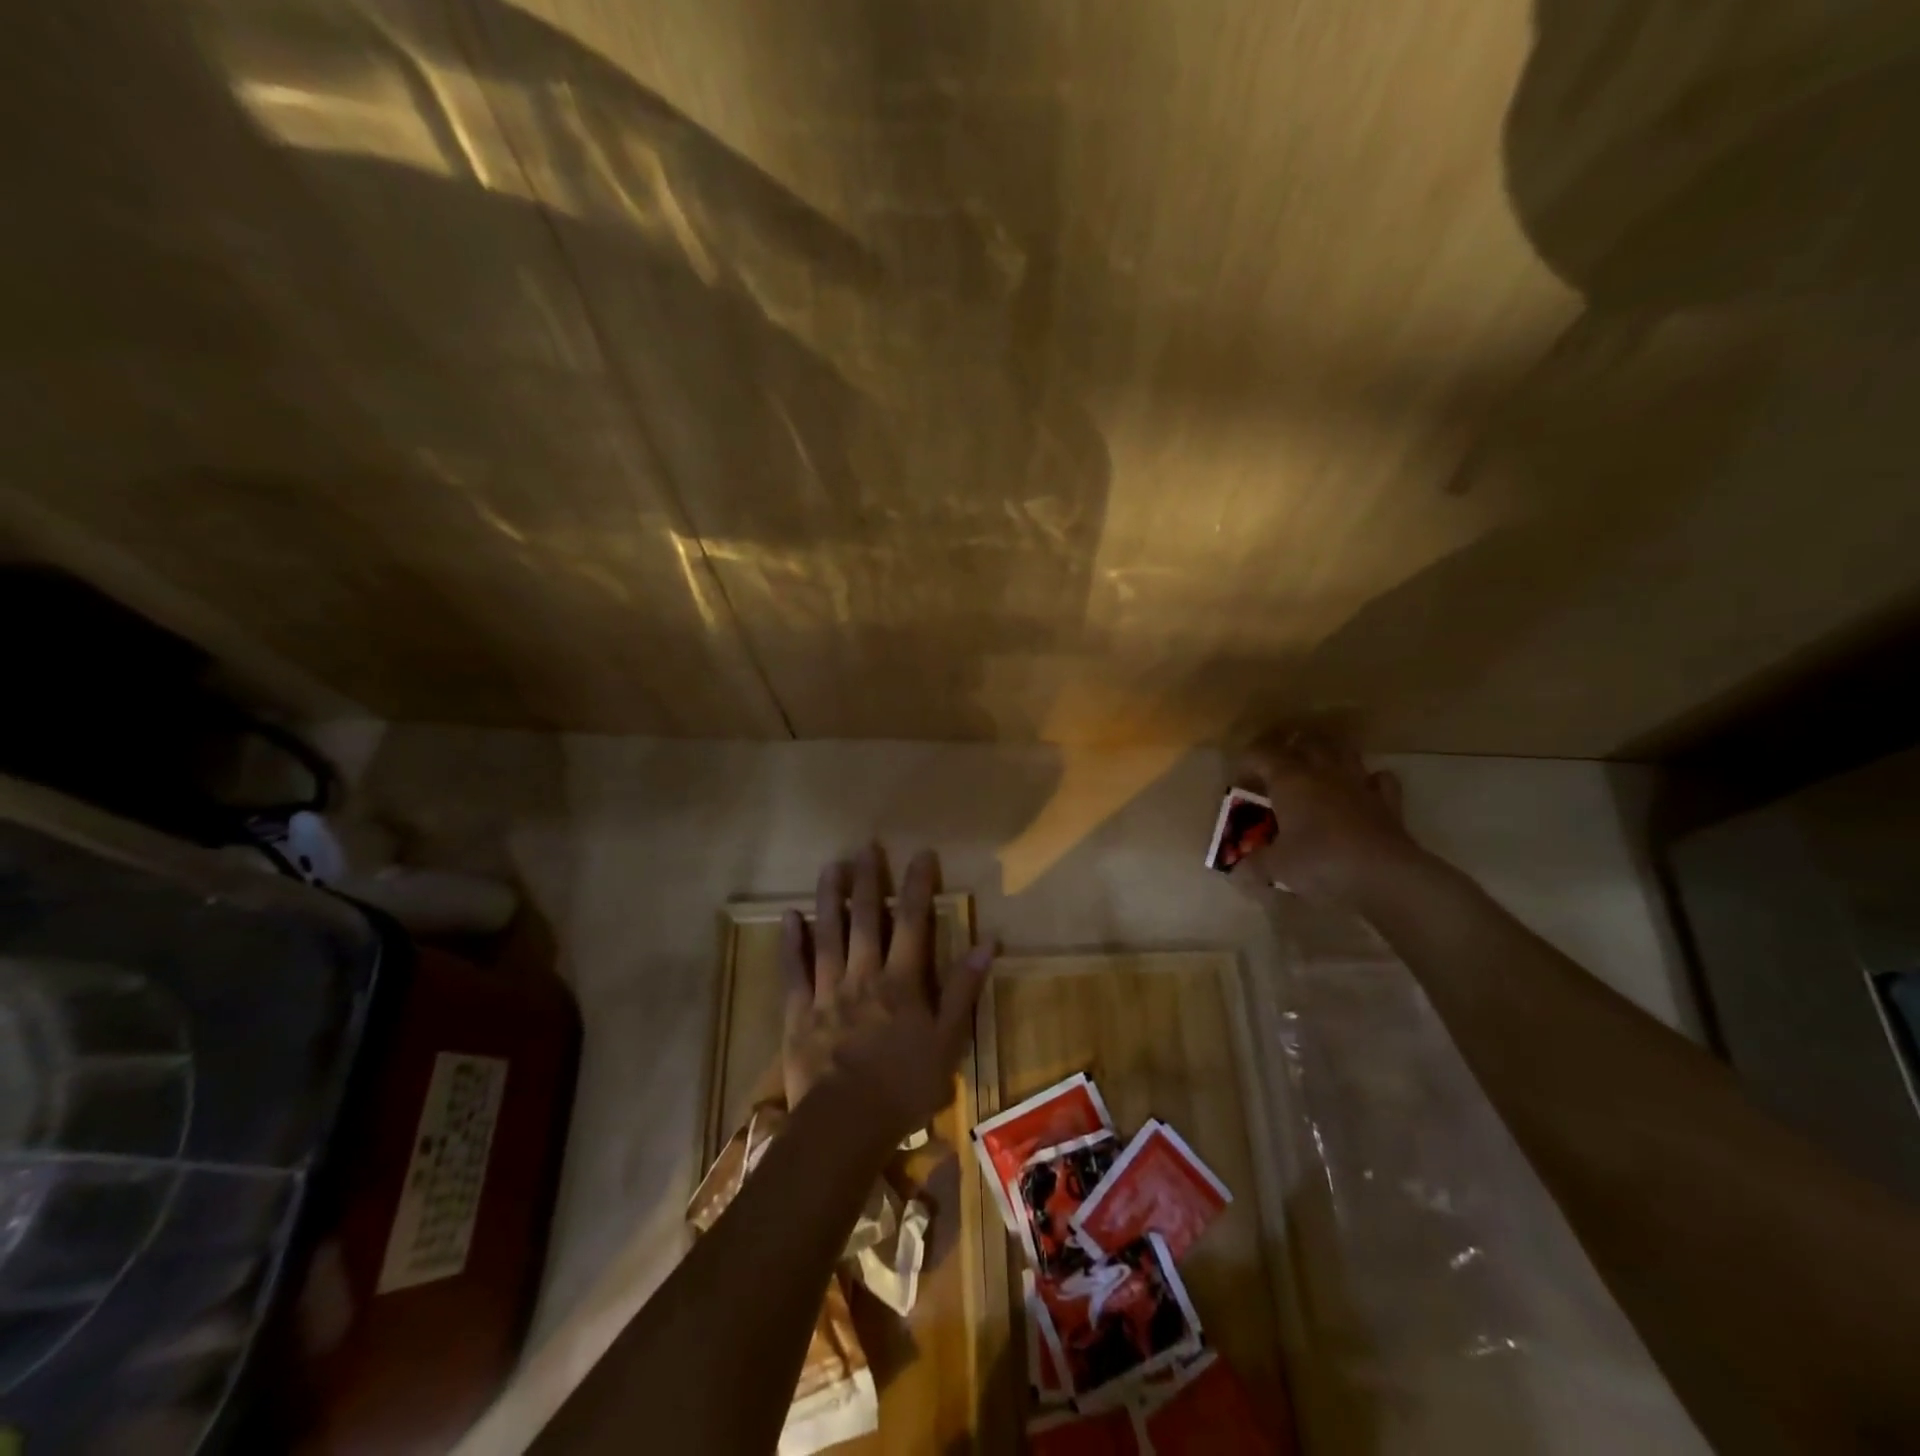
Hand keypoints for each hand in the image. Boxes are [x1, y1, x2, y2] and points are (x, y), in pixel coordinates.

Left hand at [780, 846, 994, 1143]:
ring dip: (830, 898)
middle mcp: (863, 975)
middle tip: (866, 846)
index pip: (912, 922)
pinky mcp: (799, 1013)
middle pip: (866, 918)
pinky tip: (789, 916)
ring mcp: (827, 992)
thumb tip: (986, 942)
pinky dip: (791, 943)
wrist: (844, 1125)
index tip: (921, 854)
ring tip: (832, 866)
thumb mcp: (948, 1041)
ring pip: (828, 935)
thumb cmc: (904, 1086)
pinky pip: (794, 971)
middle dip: (868, 880)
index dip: (918, 885)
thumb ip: (963, 989)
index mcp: (900, 981)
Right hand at [1235, 731, 1423, 908]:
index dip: (1247, 763)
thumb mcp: (1276, 867)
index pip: (1261, 754)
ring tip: (1317, 770)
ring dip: (1329, 755)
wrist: (1384, 876)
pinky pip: (1379, 779)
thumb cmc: (1320, 863)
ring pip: (1343, 752)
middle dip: (1290, 750)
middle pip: (1306, 743)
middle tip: (1277, 771)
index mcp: (1290, 780)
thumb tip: (1238, 869)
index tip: (1239, 782)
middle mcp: (1323, 772)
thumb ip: (1255, 864)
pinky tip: (1363, 791)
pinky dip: (1369, 781)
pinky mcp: (1387, 803)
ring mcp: (1359, 784)